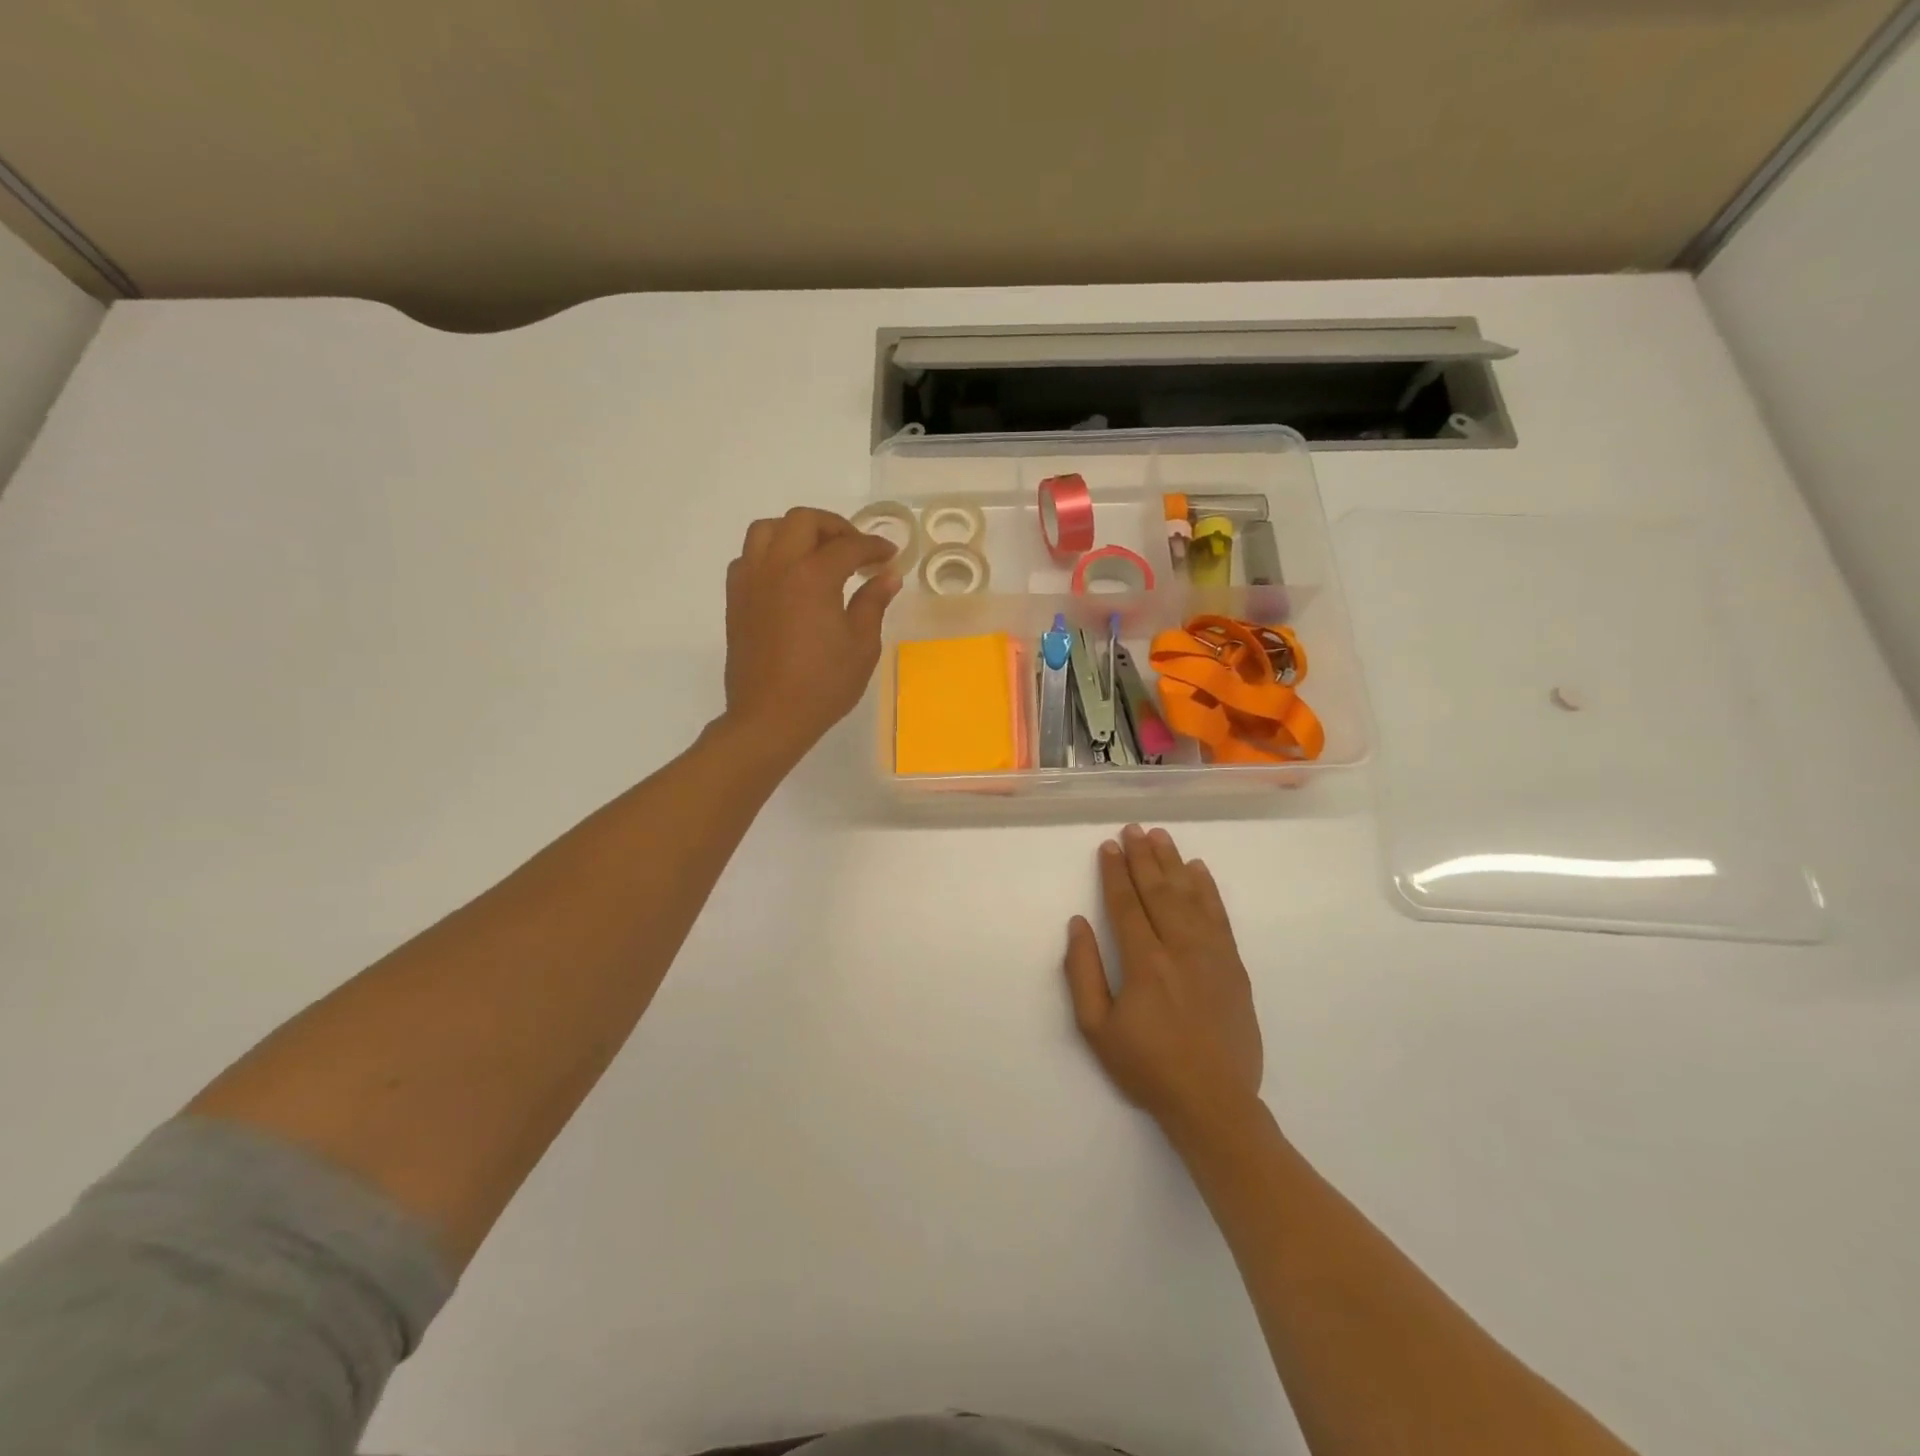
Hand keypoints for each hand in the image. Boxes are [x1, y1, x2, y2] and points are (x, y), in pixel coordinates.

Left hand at [724, 507, 902, 758]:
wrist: (769, 717)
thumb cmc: (823, 685)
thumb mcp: (861, 646)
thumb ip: (873, 603)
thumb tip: (887, 576)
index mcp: (813, 577)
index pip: (849, 546)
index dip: (874, 547)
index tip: (890, 556)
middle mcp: (777, 567)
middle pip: (803, 521)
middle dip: (834, 527)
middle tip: (855, 550)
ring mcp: (750, 581)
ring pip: (767, 530)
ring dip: (796, 532)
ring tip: (817, 554)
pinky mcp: (736, 599)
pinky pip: (749, 557)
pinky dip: (771, 555)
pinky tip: (788, 578)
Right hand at [1063, 824, 1263, 1125]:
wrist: (1213, 1100)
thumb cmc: (1147, 1066)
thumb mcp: (1096, 1028)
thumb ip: (1083, 972)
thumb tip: (1078, 924)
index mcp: (1143, 961)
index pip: (1125, 903)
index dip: (1115, 872)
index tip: (1108, 846)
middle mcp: (1179, 947)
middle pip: (1158, 890)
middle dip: (1143, 857)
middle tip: (1133, 829)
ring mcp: (1212, 954)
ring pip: (1190, 896)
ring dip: (1173, 863)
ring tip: (1160, 837)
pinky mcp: (1234, 966)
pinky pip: (1219, 916)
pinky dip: (1208, 890)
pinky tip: (1199, 870)